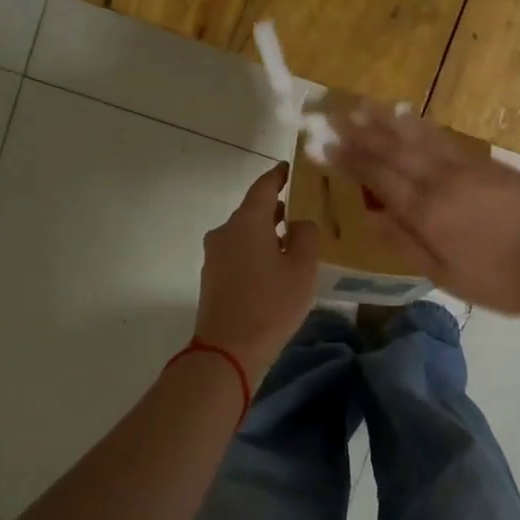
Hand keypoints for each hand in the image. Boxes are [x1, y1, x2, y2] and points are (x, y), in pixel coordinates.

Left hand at [194, 163, 319, 384]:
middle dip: (277, 207)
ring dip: (267, 232)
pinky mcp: (213, 277)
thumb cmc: (270, 304)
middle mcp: (225, 231)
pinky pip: (238, 252)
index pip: (264, 186)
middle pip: (253, 210)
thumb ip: (306, 236)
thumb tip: (300, 222)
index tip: (291, 168)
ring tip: (294, 239)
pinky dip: (257, 250)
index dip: (279, 175)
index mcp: (247, 222)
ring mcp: (215, 255)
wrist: (228, 351)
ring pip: (245, 233)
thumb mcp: (302, 268)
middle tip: (303, 207)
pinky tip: (276, 265)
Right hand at [332, 106, 519, 320]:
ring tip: (362, 106)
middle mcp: (444, 180)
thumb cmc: (501, 282)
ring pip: (420, 137)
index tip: (323, 143)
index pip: (379, 177)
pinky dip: (422, 128)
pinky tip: (409, 119)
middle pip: (394, 149)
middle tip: (332, 113)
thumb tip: (370, 215)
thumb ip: (406, 243)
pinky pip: (446, 140)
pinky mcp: (489, 164)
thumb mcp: (446, 276)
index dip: (349, 159)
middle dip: (361, 131)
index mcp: (430, 212)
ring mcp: (469, 167)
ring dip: (388, 121)